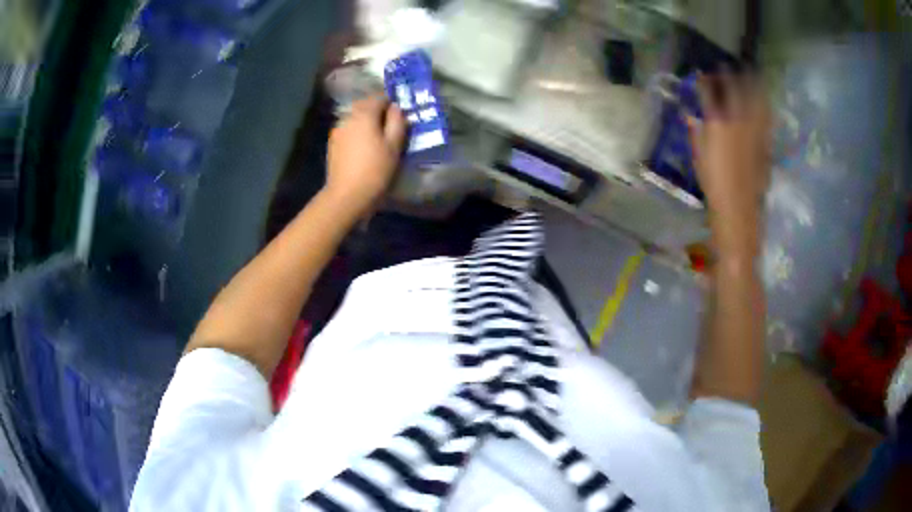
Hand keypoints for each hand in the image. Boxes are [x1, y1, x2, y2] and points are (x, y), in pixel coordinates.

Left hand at [324, 95, 406, 216]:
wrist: (346, 195)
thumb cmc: (375, 170)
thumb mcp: (394, 146)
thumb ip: (397, 122)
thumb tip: (396, 107)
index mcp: (364, 114)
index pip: (379, 97)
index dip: (390, 102)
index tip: (399, 113)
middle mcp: (348, 117)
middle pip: (364, 106)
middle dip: (377, 111)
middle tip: (390, 125)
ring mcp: (337, 130)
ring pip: (355, 118)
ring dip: (366, 122)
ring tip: (376, 137)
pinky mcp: (332, 143)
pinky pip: (348, 130)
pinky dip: (356, 132)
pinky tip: (363, 147)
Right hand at [688, 72, 770, 256]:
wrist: (739, 210)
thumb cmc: (714, 184)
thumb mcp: (699, 155)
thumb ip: (697, 130)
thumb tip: (692, 115)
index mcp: (721, 124)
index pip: (714, 94)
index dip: (710, 80)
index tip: (706, 72)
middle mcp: (741, 123)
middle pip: (743, 92)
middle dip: (741, 77)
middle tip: (738, 68)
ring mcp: (757, 134)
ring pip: (760, 104)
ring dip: (757, 89)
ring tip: (755, 79)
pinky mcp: (766, 146)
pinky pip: (766, 120)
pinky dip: (764, 109)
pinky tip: (764, 107)